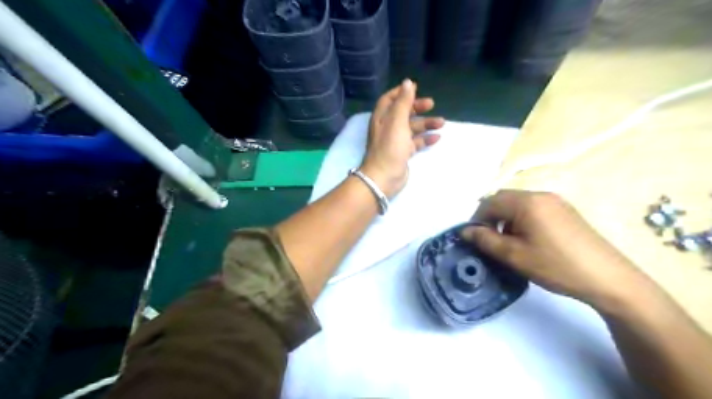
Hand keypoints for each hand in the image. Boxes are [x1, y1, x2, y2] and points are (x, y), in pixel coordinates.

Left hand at [363, 78, 443, 196]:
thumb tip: (408, 82)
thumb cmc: (390, 146)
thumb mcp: (397, 120)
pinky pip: (415, 142)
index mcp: (382, 117)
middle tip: (432, 104)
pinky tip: (437, 137)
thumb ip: (403, 102)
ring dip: (426, 124)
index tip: (416, 88)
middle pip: (403, 112)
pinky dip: (425, 139)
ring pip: (412, 128)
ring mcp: (395, 141)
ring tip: (442, 123)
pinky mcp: (402, 153)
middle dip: (417, 107)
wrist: (384, 176)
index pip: (389, 99)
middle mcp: (387, 127)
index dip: (401, 92)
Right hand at [462, 190, 649, 310]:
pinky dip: (521, 219)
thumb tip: (465, 231)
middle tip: (489, 240)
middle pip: (503, 199)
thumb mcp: (514, 256)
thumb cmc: (555, 265)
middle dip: (490, 217)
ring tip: (508, 242)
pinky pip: (533, 208)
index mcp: (526, 202)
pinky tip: (528, 239)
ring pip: (518, 203)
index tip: (474, 239)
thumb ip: (485, 240)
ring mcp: (555, 201)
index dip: (476, 220)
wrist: (608, 278)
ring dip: (505, 218)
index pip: (489, 203)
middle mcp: (540, 195)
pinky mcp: (565, 211)